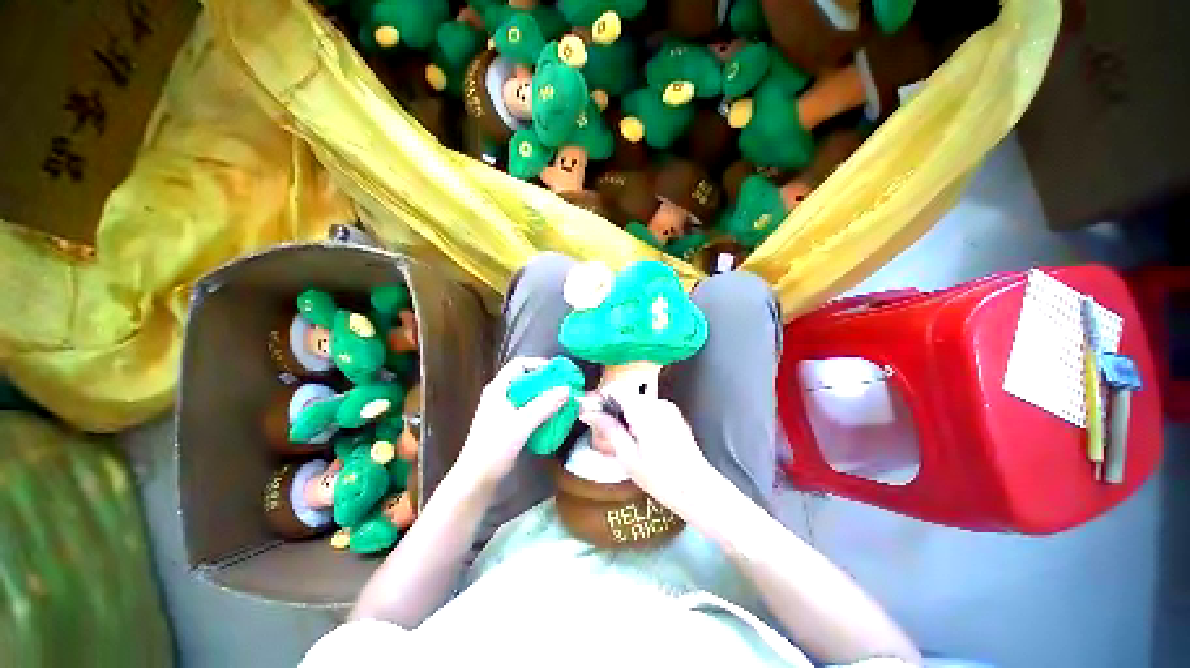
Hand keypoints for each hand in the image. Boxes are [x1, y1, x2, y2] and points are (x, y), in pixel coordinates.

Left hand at [451, 357, 569, 487]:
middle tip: (565, 387)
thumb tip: (567, 389)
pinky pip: (528, 409)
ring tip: (563, 401)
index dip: (539, 364)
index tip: (558, 372)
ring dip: (546, 396)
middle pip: (526, 379)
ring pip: (529, 395)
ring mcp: (503, 410)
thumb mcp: (522, 423)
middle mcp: (500, 395)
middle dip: (546, 382)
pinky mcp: (508, 423)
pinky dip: (542, 409)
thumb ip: (545, 404)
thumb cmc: (494, 447)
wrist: (476, 479)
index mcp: (498, 388)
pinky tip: (554, 416)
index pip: (519, 364)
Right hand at [578, 392, 724, 520]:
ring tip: (619, 437)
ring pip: (637, 401)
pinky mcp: (673, 414)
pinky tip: (637, 438)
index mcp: (644, 410)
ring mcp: (667, 407)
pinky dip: (637, 416)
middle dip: (611, 408)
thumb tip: (588, 413)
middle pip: (626, 394)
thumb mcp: (628, 456)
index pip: (616, 389)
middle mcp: (656, 402)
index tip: (590, 413)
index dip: (600, 398)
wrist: (697, 489)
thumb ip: (608, 429)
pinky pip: (649, 408)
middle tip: (601, 429)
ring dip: (624, 413)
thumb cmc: (660, 477)